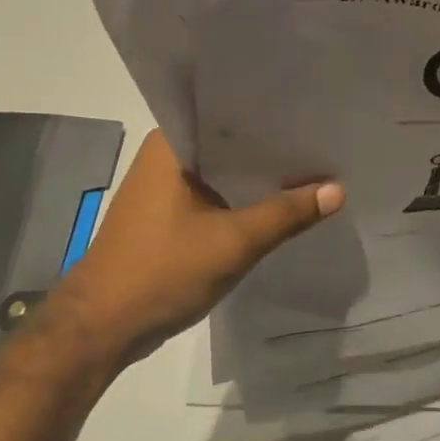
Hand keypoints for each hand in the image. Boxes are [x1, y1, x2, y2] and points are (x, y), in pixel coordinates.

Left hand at [49, 130, 343, 366]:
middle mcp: (166, 155)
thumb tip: (338, 189)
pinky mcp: (168, 214)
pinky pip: (216, 195)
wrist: (100, 328)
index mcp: (172, 143)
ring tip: (313, 167)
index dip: (273, 113)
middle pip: (231, 142)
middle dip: (273, 147)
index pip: (230, 112)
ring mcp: (165, 186)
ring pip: (224, 171)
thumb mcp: (233, 242)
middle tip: (325, 140)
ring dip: (259, 176)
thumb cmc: (162, 272)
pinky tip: (280, 203)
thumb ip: (286, 213)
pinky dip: (243, 199)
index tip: (315, 112)